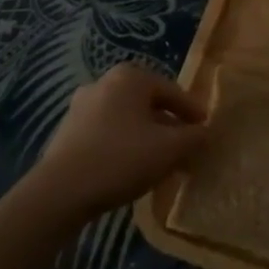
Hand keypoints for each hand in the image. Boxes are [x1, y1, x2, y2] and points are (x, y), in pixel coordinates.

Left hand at [30, 65, 207, 216]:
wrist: (60, 192)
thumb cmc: (121, 159)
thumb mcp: (170, 149)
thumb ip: (195, 137)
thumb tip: (207, 132)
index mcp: (130, 77)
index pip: (173, 91)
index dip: (193, 113)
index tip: (206, 131)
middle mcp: (104, 82)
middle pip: (149, 104)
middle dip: (169, 126)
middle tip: (186, 148)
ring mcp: (82, 106)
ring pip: (127, 119)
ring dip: (147, 137)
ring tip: (161, 162)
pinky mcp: (68, 131)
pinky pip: (108, 132)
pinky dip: (124, 145)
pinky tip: (131, 168)